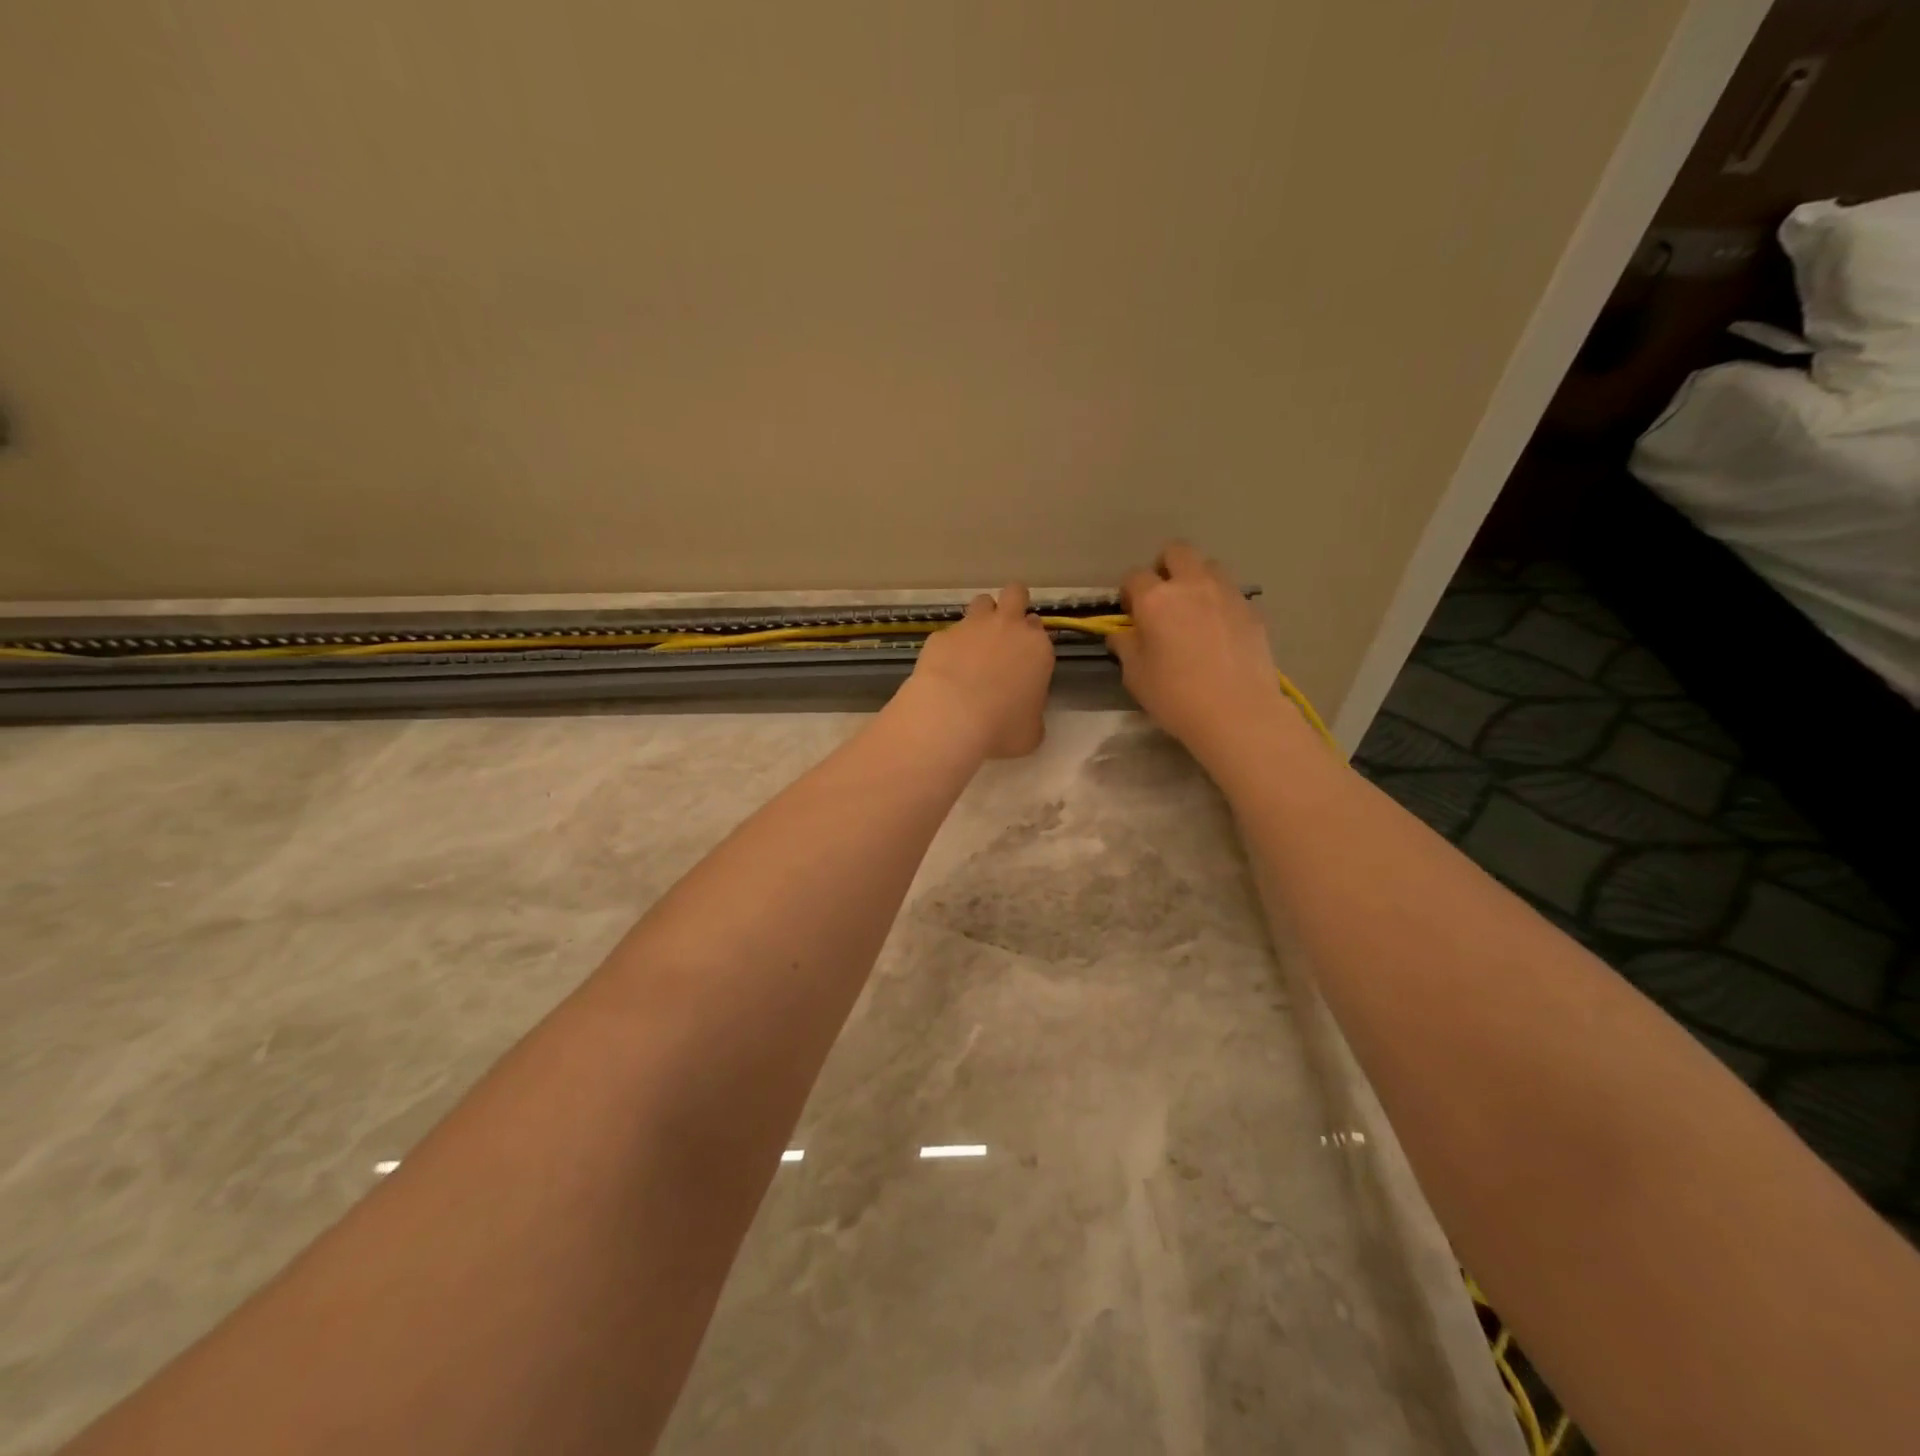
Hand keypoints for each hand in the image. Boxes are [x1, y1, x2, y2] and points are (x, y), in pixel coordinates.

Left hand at [905, 584, 1054, 758]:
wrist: (951, 717)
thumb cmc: (1001, 728)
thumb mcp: (1031, 732)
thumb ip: (1032, 714)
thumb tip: (1024, 714)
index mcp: (1037, 648)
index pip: (1039, 627)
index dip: (1030, 638)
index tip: (1024, 656)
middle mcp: (1007, 627)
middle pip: (1015, 594)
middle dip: (1012, 604)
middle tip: (1004, 630)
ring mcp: (971, 627)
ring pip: (981, 602)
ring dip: (981, 617)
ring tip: (973, 645)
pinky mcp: (940, 635)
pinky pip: (949, 633)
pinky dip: (949, 646)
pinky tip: (943, 669)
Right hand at [1109, 542, 1292, 767]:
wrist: (1237, 712)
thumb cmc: (1175, 696)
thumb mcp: (1135, 675)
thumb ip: (1126, 646)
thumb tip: (1122, 633)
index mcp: (1156, 599)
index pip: (1134, 577)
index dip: (1129, 593)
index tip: (1130, 612)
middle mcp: (1192, 585)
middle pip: (1177, 552)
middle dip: (1165, 567)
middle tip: (1163, 597)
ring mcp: (1227, 594)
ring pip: (1209, 566)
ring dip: (1197, 580)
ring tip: (1194, 610)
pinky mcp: (1253, 610)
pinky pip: (1231, 594)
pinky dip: (1221, 603)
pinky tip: (1219, 632)